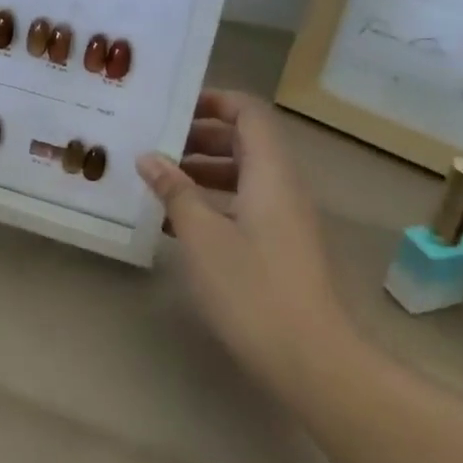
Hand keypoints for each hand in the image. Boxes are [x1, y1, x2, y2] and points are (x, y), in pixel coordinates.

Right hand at [138, 90, 343, 399]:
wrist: (312, 361)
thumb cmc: (253, 289)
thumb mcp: (202, 235)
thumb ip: (175, 191)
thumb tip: (150, 157)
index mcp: (271, 173)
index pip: (249, 113)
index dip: (213, 101)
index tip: (172, 107)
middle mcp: (283, 187)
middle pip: (245, 142)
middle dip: (199, 138)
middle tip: (154, 144)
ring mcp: (286, 220)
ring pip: (242, 177)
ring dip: (202, 172)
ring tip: (156, 182)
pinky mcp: (281, 249)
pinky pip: (244, 207)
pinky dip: (212, 204)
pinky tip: (176, 224)